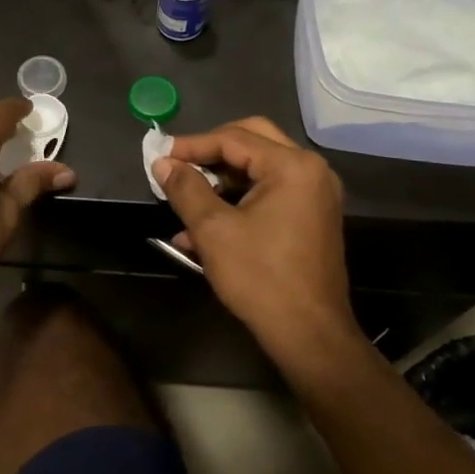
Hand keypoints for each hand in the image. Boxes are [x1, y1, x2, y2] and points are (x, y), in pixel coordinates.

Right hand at [151, 117, 358, 369]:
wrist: (309, 335)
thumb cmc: (260, 277)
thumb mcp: (213, 230)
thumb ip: (186, 188)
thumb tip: (162, 163)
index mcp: (292, 166)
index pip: (233, 138)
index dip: (192, 145)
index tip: (159, 156)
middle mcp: (310, 171)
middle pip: (252, 140)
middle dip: (210, 152)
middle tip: (178, 164)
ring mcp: (315, 194)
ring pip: (259, 168)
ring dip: (221, 179)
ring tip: (184, 199)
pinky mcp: (311, 216)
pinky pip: (269, 192)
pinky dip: (238, 200)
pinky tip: (203, 227)